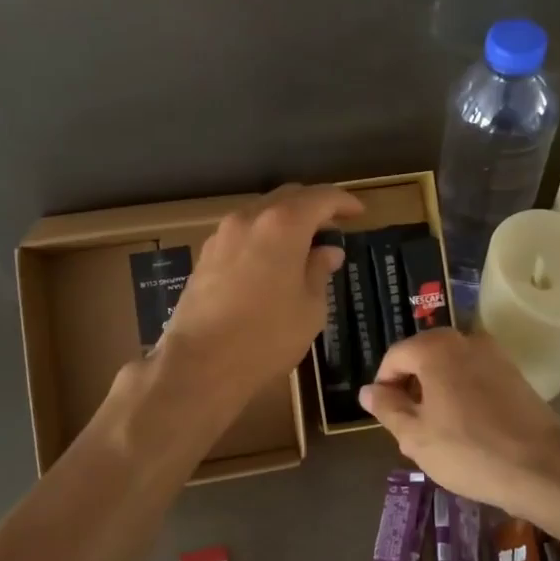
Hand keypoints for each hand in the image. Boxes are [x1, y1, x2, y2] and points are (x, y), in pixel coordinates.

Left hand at [158, 184, 360, 411]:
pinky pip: (242, 233)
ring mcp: (222, 235)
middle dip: (313, 207)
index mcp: (283, 224)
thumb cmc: (267, 336)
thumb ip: (319, 271)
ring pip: (261, 213)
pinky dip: (262, 236)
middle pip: (287, 197)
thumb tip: (327, 252)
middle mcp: (250, 218)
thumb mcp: (310, 308)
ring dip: (285, 221)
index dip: (343, 202)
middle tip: (332, 228)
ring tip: (302, 246)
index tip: (358, 213)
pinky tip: (270, 262)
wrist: (201, 362)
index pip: (320, 198)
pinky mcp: (205, 255)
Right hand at [360, 329, 559, 512]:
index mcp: (435, 347)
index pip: (394, 357)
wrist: (541, 468)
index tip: (386, 417)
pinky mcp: (515, 373)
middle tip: (410, 430)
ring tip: (438, 435)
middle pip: (423, 359)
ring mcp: (494, 354)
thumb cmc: (468, 450)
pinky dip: (463, 396)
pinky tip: (467, 431)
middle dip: (411, 390)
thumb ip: (386, 408)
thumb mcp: (415, 436)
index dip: (384, 386)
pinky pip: (475, 377)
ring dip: (437, 394)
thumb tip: (368, 391)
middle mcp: (464, 339)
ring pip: (450, 369)